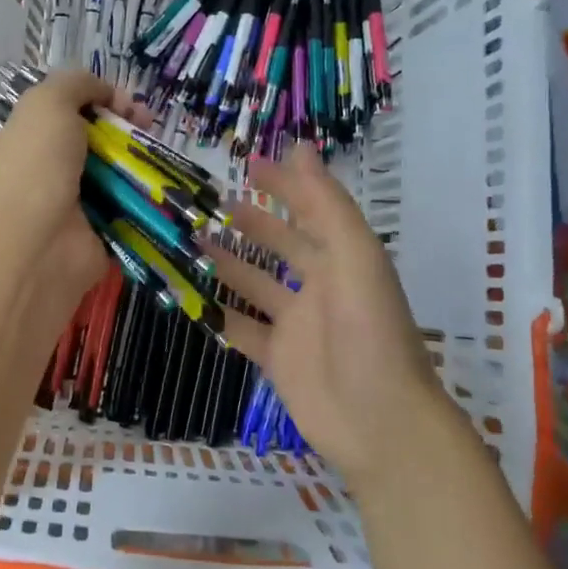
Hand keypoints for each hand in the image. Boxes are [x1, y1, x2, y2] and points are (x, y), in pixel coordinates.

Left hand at [0, 70, 148, 307]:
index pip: (57, 112)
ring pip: (108, 172)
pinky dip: (140, 196)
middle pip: (86, 140)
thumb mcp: (47, 102)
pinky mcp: (92, 232)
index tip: (121, 101)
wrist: (41, 244)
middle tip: (147, 123)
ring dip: (135, 159)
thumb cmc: (36, 166)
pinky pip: (121, 206)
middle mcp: (37, 173)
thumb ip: (75, 84)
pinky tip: (159, 183)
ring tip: (158, 152)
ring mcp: (64, 205)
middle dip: (120, 127)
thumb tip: (104, 92)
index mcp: (15, 141)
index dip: (92, 100)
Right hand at [203, 146, 459, 486]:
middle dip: (248, 224)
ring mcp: (297, 325)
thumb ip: (325, 204)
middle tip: (206, 205)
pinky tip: (189, 297)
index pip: (310, 210)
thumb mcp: (354, 256)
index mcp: (343, 258)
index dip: (283, 185)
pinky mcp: (278, 358)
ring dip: (225, 264)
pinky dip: (217, 315)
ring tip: (188, 242)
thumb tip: (299, 146)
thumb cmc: (369, 331)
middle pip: (279, 246)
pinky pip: (241, 329)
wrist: (379, 421)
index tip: (247, 164)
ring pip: (254, 285)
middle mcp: (320, 286)